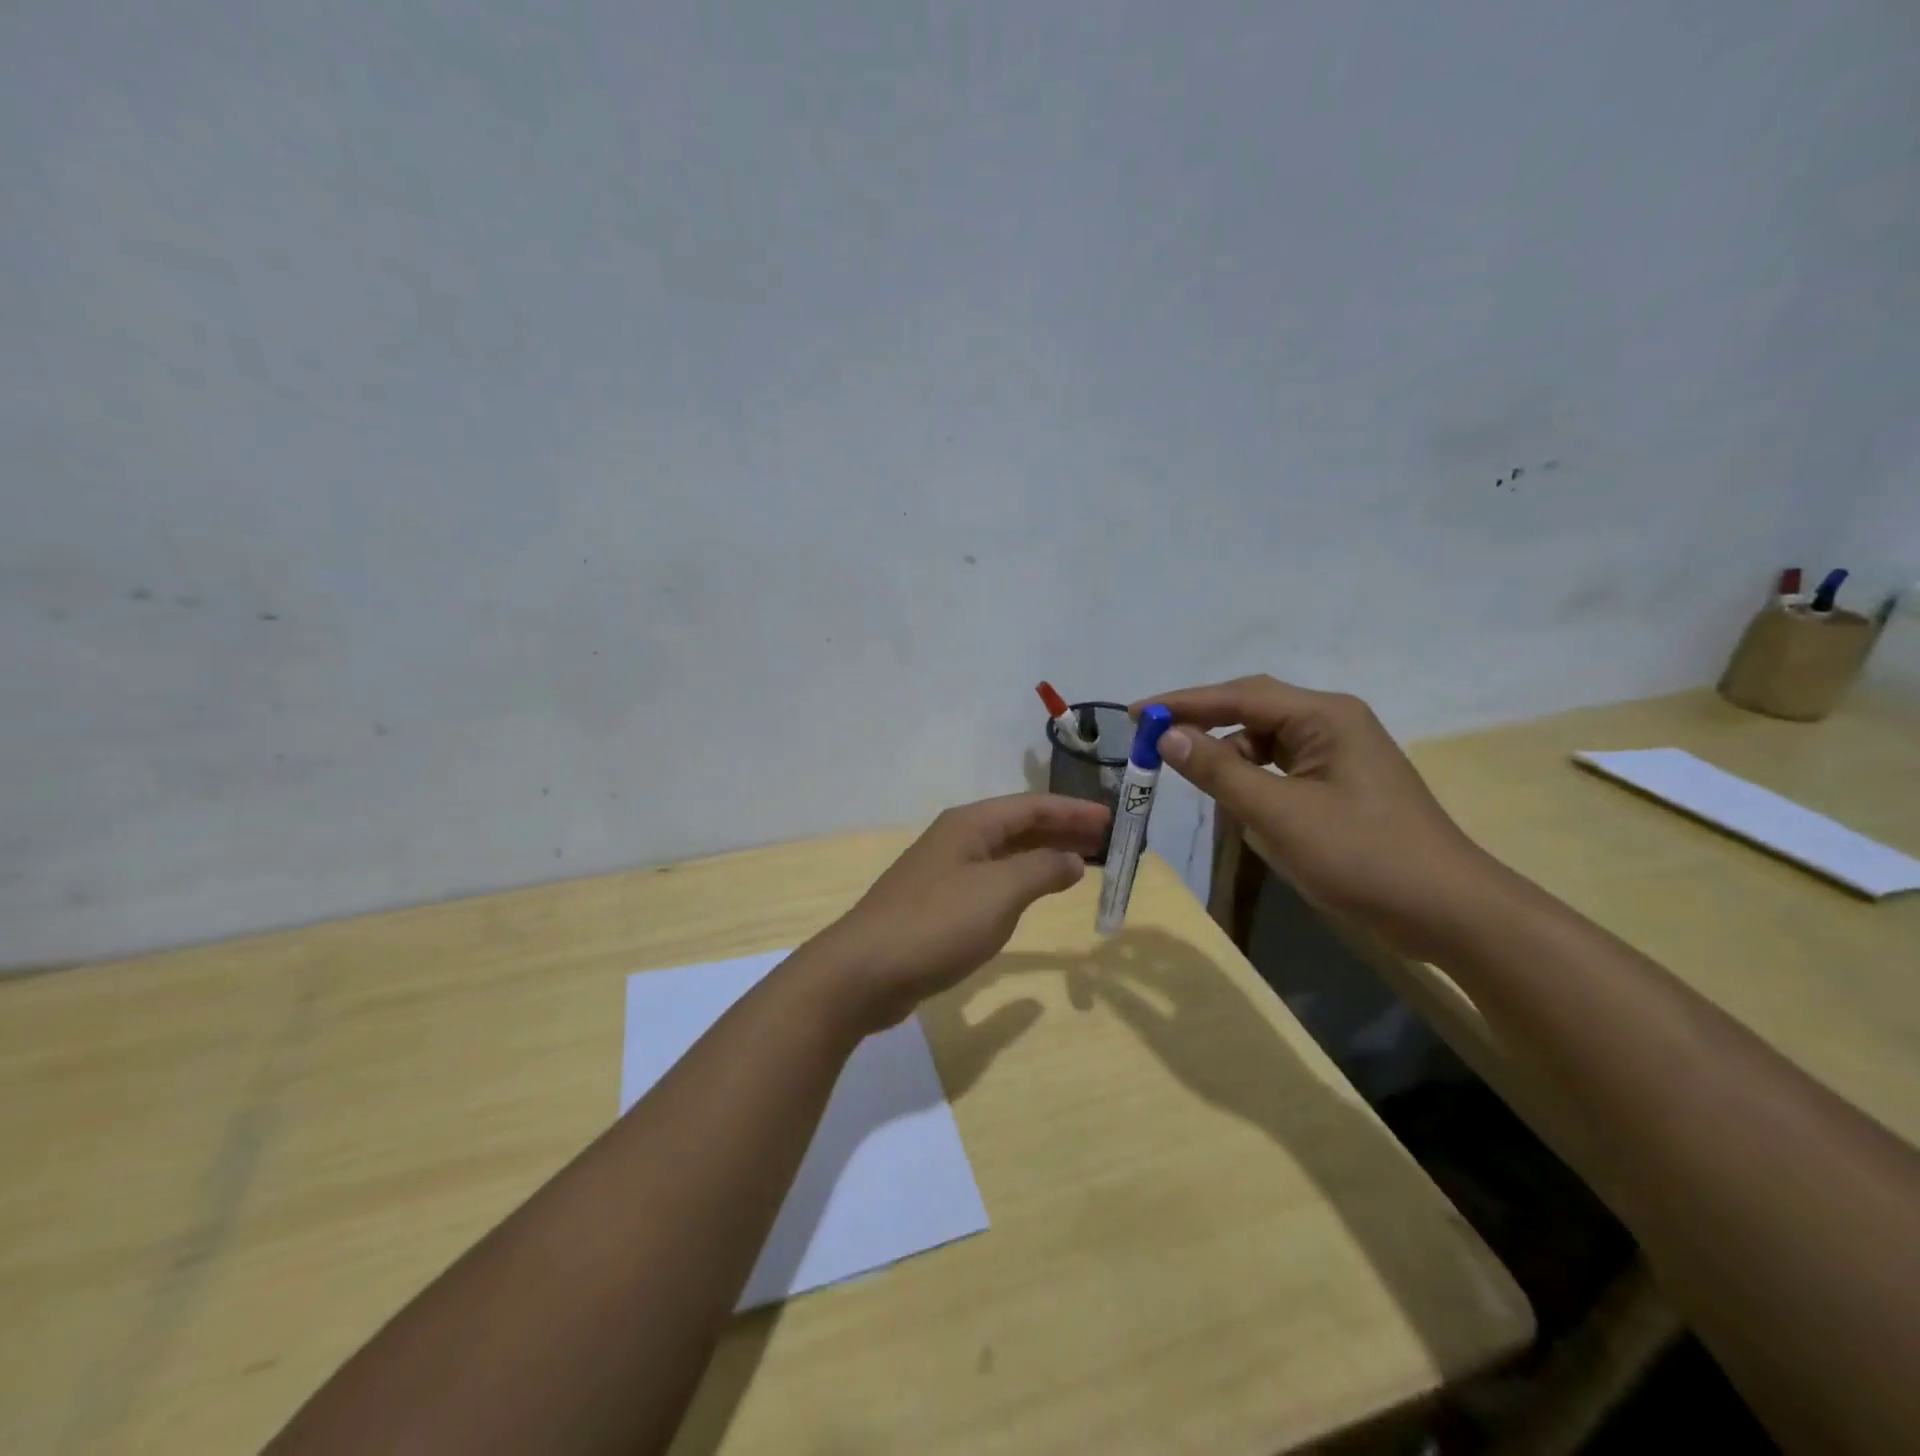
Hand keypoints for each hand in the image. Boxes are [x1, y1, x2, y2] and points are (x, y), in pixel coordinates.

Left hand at [809, 794, 1110, 1031]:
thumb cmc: (938, 923)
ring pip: (1006, 854)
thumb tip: (1072, 858)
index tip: (1111, 819)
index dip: (1073, 810)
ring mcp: (945, 872)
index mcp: (970, 825)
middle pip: (1019, 826)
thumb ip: (1041, 871)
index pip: (1032, 806)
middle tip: (1105, 842)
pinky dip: (1022, 881)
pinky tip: (1035, 894)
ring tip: (1081, 865)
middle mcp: (958, 839)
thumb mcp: (999, 893)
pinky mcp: (939, 904)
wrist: (866, 970)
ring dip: (1043, 855)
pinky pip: (993, 880)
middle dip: (1062, 830)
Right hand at [1136, 676, 1502, 959]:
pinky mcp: (1341, 785)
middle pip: (1251, 711)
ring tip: (1195, 781)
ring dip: (1228, 760)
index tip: (1135, 714)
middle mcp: (1332, 723)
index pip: (1238, 695)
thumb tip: (1166, 736)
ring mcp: (1339, 755)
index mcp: (1324, 716)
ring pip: (1264, 743)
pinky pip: (1281, 770)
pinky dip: (1253, 782)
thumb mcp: (1278, 814)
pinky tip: (1240, 805)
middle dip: (1202, 726)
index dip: (1182, 703)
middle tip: (1152, 744)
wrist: (1450, 913)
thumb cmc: (1363, 857)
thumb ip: (1218, 771)